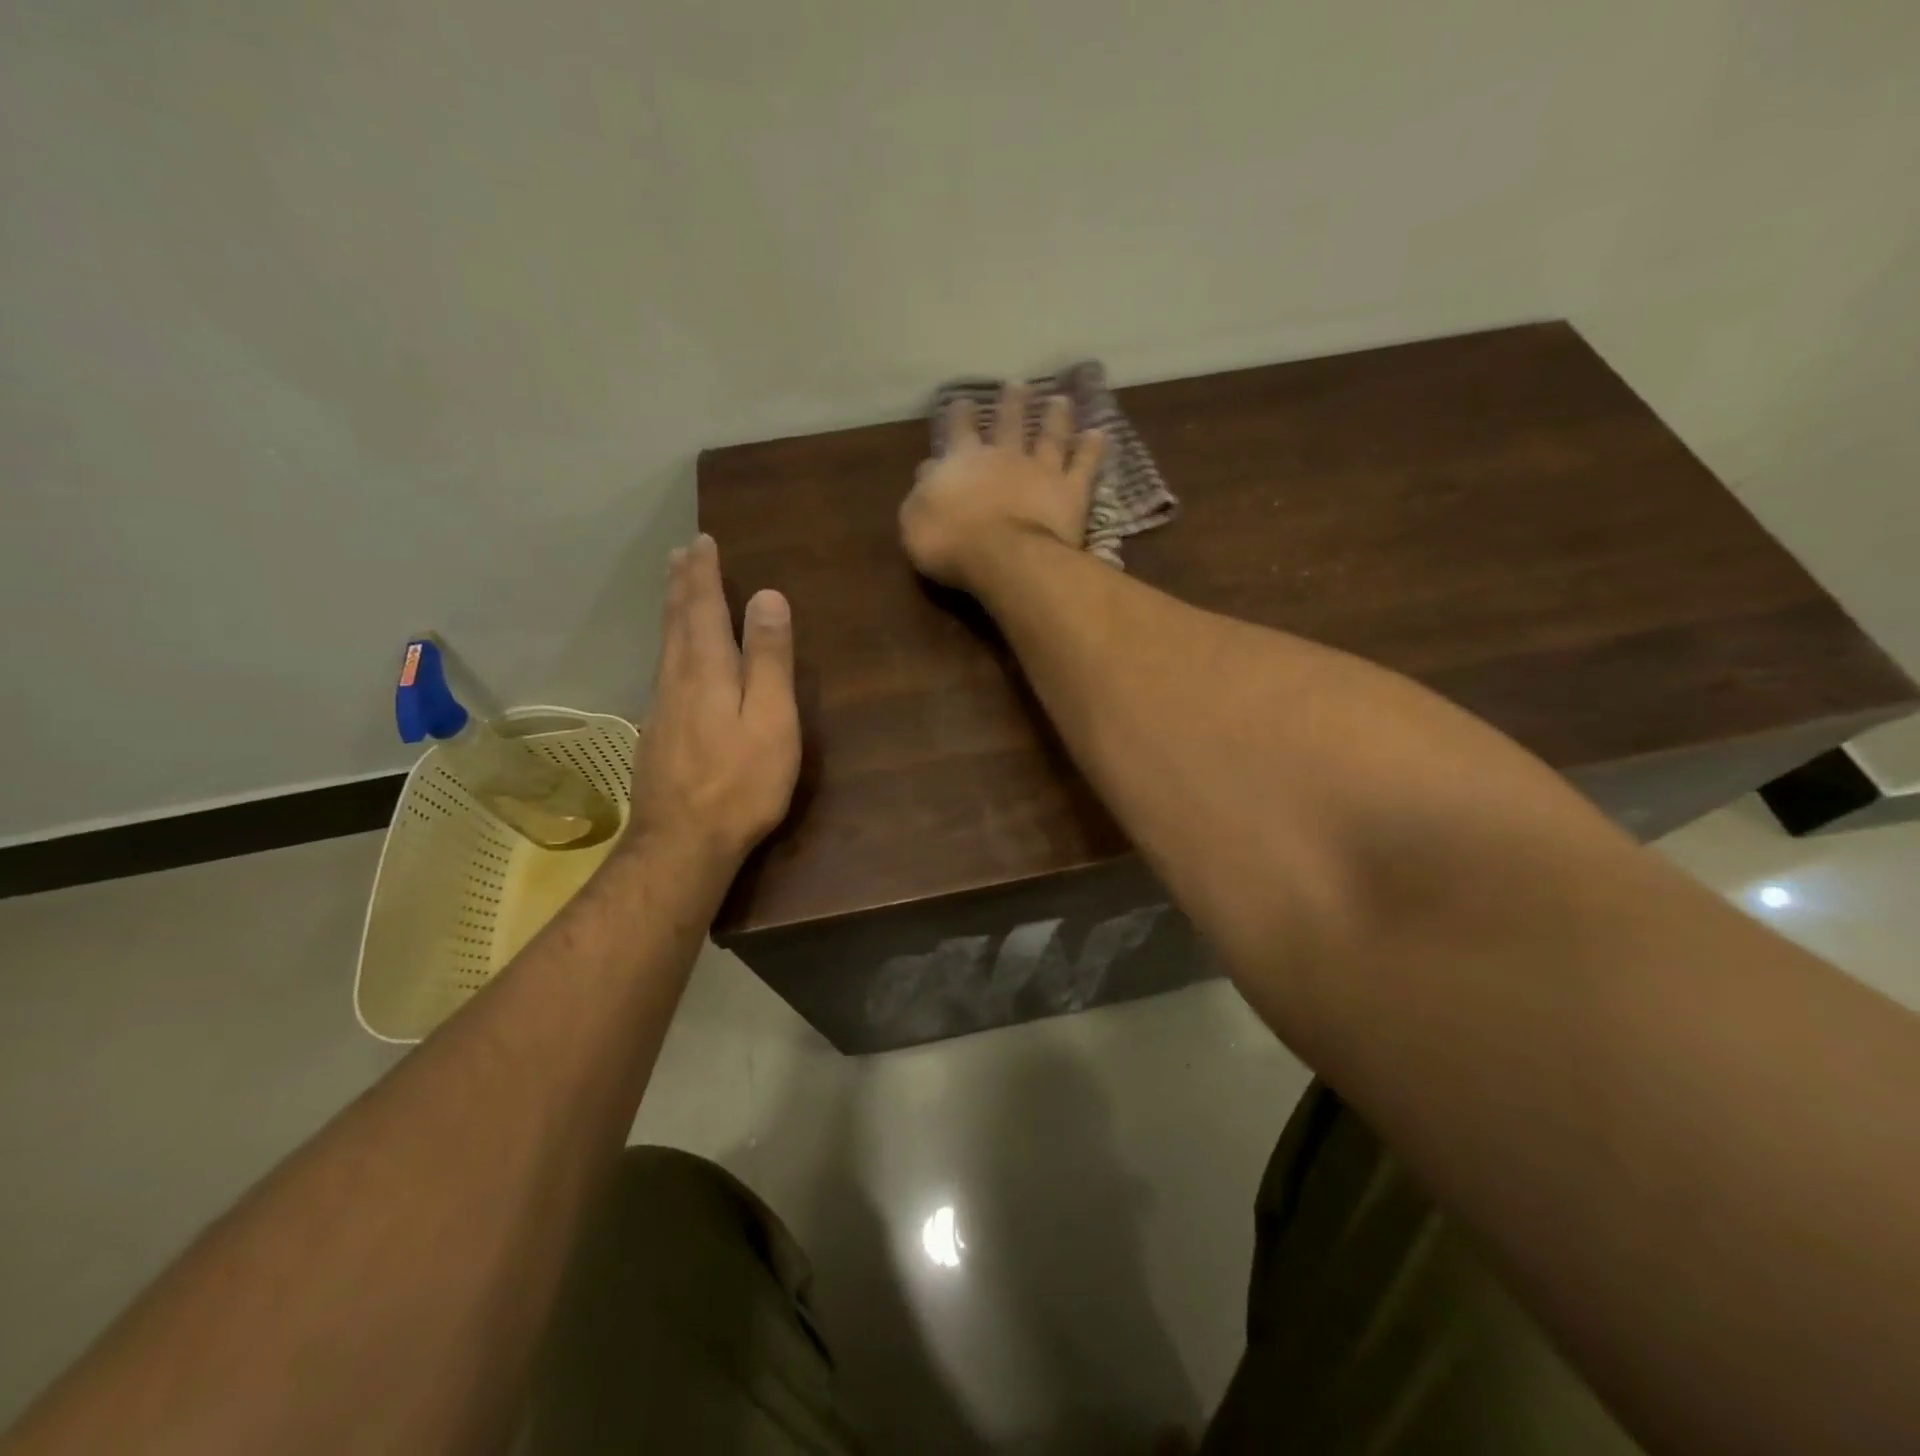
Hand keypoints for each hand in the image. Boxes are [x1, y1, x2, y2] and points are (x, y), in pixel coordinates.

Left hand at [625, 534, 799, 886]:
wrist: (682, 844)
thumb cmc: (741, 782)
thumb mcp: (771, 718)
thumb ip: (769, 658)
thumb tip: (768, 596)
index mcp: (707, 670)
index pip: (702, 607)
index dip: (704, 573)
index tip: (702, 541)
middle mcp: (677, 680)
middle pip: (677, 621)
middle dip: (682, 583)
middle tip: (682, 552)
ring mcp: (662, 709)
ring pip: (666, 645)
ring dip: (672, 610)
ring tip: (676, 588)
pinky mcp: (658, 734)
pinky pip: (664, 670)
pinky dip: (671, 644)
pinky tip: (674, 655)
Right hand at [899, 384, 1104, 591]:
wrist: (1002, 556)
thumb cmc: (949, 543)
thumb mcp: (915, 519)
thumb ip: (922, 492)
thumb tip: (928, 470)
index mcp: (963, 461)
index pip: (959, 431)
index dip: (959, 415)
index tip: (963, 401)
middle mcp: (1004, 456)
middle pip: (1008, 422)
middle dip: (1012, 403)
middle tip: (1018, 384)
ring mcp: (1041, 471)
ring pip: (1050, 436)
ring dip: (1055, 417)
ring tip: (1061, 400)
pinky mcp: (1070, 491)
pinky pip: (1084, 465)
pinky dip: (1093, 449)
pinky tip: (1100, 434)